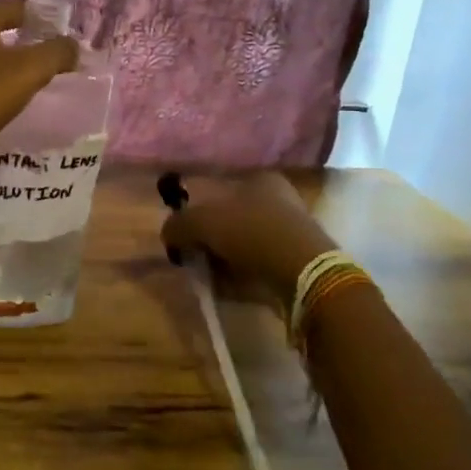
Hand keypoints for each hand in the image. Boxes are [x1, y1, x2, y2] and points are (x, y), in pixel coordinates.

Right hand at [160, 172, 338, 314]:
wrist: (303, 274)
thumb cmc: (252, 233)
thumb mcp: (203, 221)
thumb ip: (179, 224)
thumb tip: (167, 232)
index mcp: (261, 181)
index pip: (222, 191)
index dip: (200, 212)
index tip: (186, 234)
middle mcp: (280, 202)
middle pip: (233, 220)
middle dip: (213, 239)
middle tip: (195, 257)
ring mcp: (291, 235)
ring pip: (246, 246)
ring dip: (226, 260)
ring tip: (210, 277)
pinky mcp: (297, 265)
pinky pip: (260, 269)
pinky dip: (243, 278)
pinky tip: (230, 288)